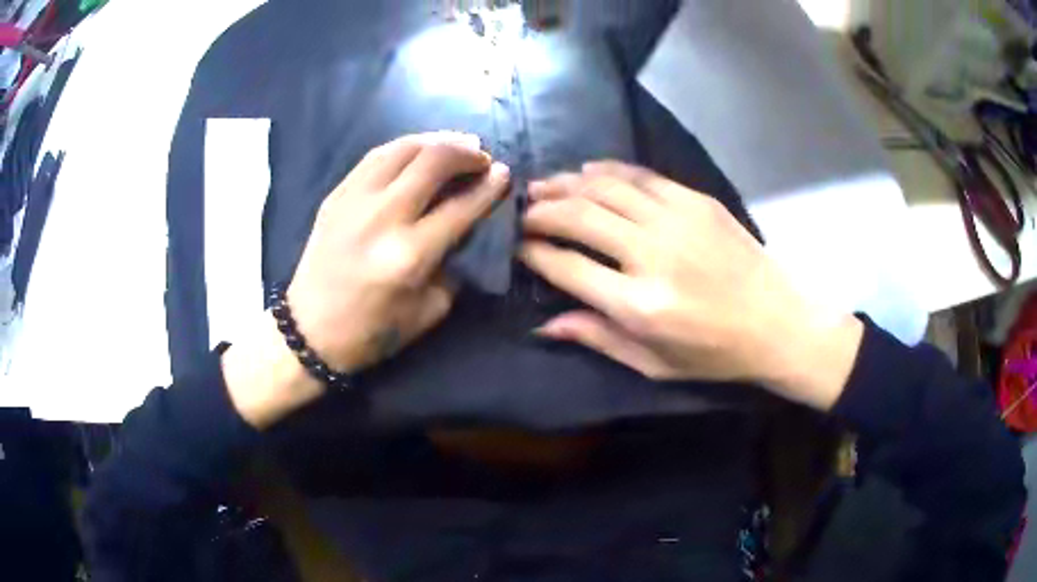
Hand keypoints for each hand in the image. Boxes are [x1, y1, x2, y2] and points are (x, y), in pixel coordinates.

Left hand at [224, 133, 509, 427]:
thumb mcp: (428, 311)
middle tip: (482, 158)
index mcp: (409, 255)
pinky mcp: (336, 195)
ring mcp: (354, 200)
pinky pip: (376, 156)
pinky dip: (405, 146)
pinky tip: (420, 149)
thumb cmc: (372, 331)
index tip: (505, 174)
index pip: (461, 206)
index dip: (489, 186)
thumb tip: (466, 226)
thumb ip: (452, 265)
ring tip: (457, 144)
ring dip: (437, 141)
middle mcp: (383, 217)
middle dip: (467, 153)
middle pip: (433, 162)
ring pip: (403, 148)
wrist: (309, 330)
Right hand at [520, 161, 862, 410]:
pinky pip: (640, 176)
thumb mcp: (655, 364)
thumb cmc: (715, 353)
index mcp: (639, 305)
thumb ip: (598, 339)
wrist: (778, 320)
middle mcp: (652, 254)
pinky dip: (608, 171)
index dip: (535, 254)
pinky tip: (588, 171)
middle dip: (542, 211)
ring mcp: (676, 220)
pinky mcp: (695, 201)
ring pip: (605, 188)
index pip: (567, 267)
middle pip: (579, 217)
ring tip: (544, 186)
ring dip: (567, 184)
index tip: (520, 248)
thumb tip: (545, 323)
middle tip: (524, 212)